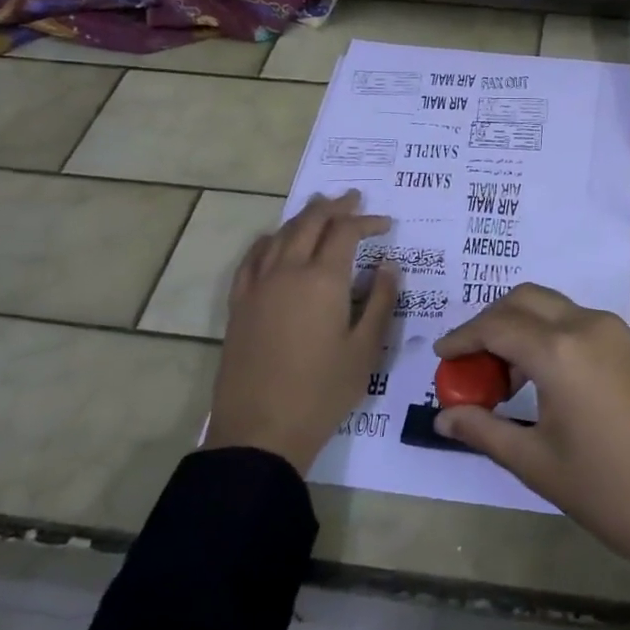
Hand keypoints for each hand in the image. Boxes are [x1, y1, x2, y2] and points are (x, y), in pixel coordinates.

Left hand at [203, 191, 396, 475]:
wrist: (260, 430)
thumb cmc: (322, 391)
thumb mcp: (366, 349)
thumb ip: (379, 300)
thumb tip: (389, 264)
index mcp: (323, 279)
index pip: (346, 232)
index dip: (367, 221)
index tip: (386, 225)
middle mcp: (288, 271)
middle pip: (311, 222)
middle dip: (335, 206)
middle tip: (354, 199)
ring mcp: (258, 285)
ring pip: (281, 234)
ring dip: (304, 216)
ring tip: (319, 207)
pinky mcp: (240, 304)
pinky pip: (253, 257)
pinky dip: (270, 239)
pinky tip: (276, 240)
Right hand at [432, 285, 629, 629]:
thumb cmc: (608, 491)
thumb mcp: (536, 463)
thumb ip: (484, 430)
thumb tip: (443, 418)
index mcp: (560, 350)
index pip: (496, 325)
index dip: (463, 338)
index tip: (440, 357)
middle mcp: (586, 325)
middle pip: (523, 300)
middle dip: (489, 323)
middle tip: (468, 363)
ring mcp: (612, 331)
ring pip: (550, 306)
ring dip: (518, 326)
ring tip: (499, 377)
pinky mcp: (627, 345)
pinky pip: (573, 321)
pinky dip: (545, 334)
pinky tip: (536, 378)